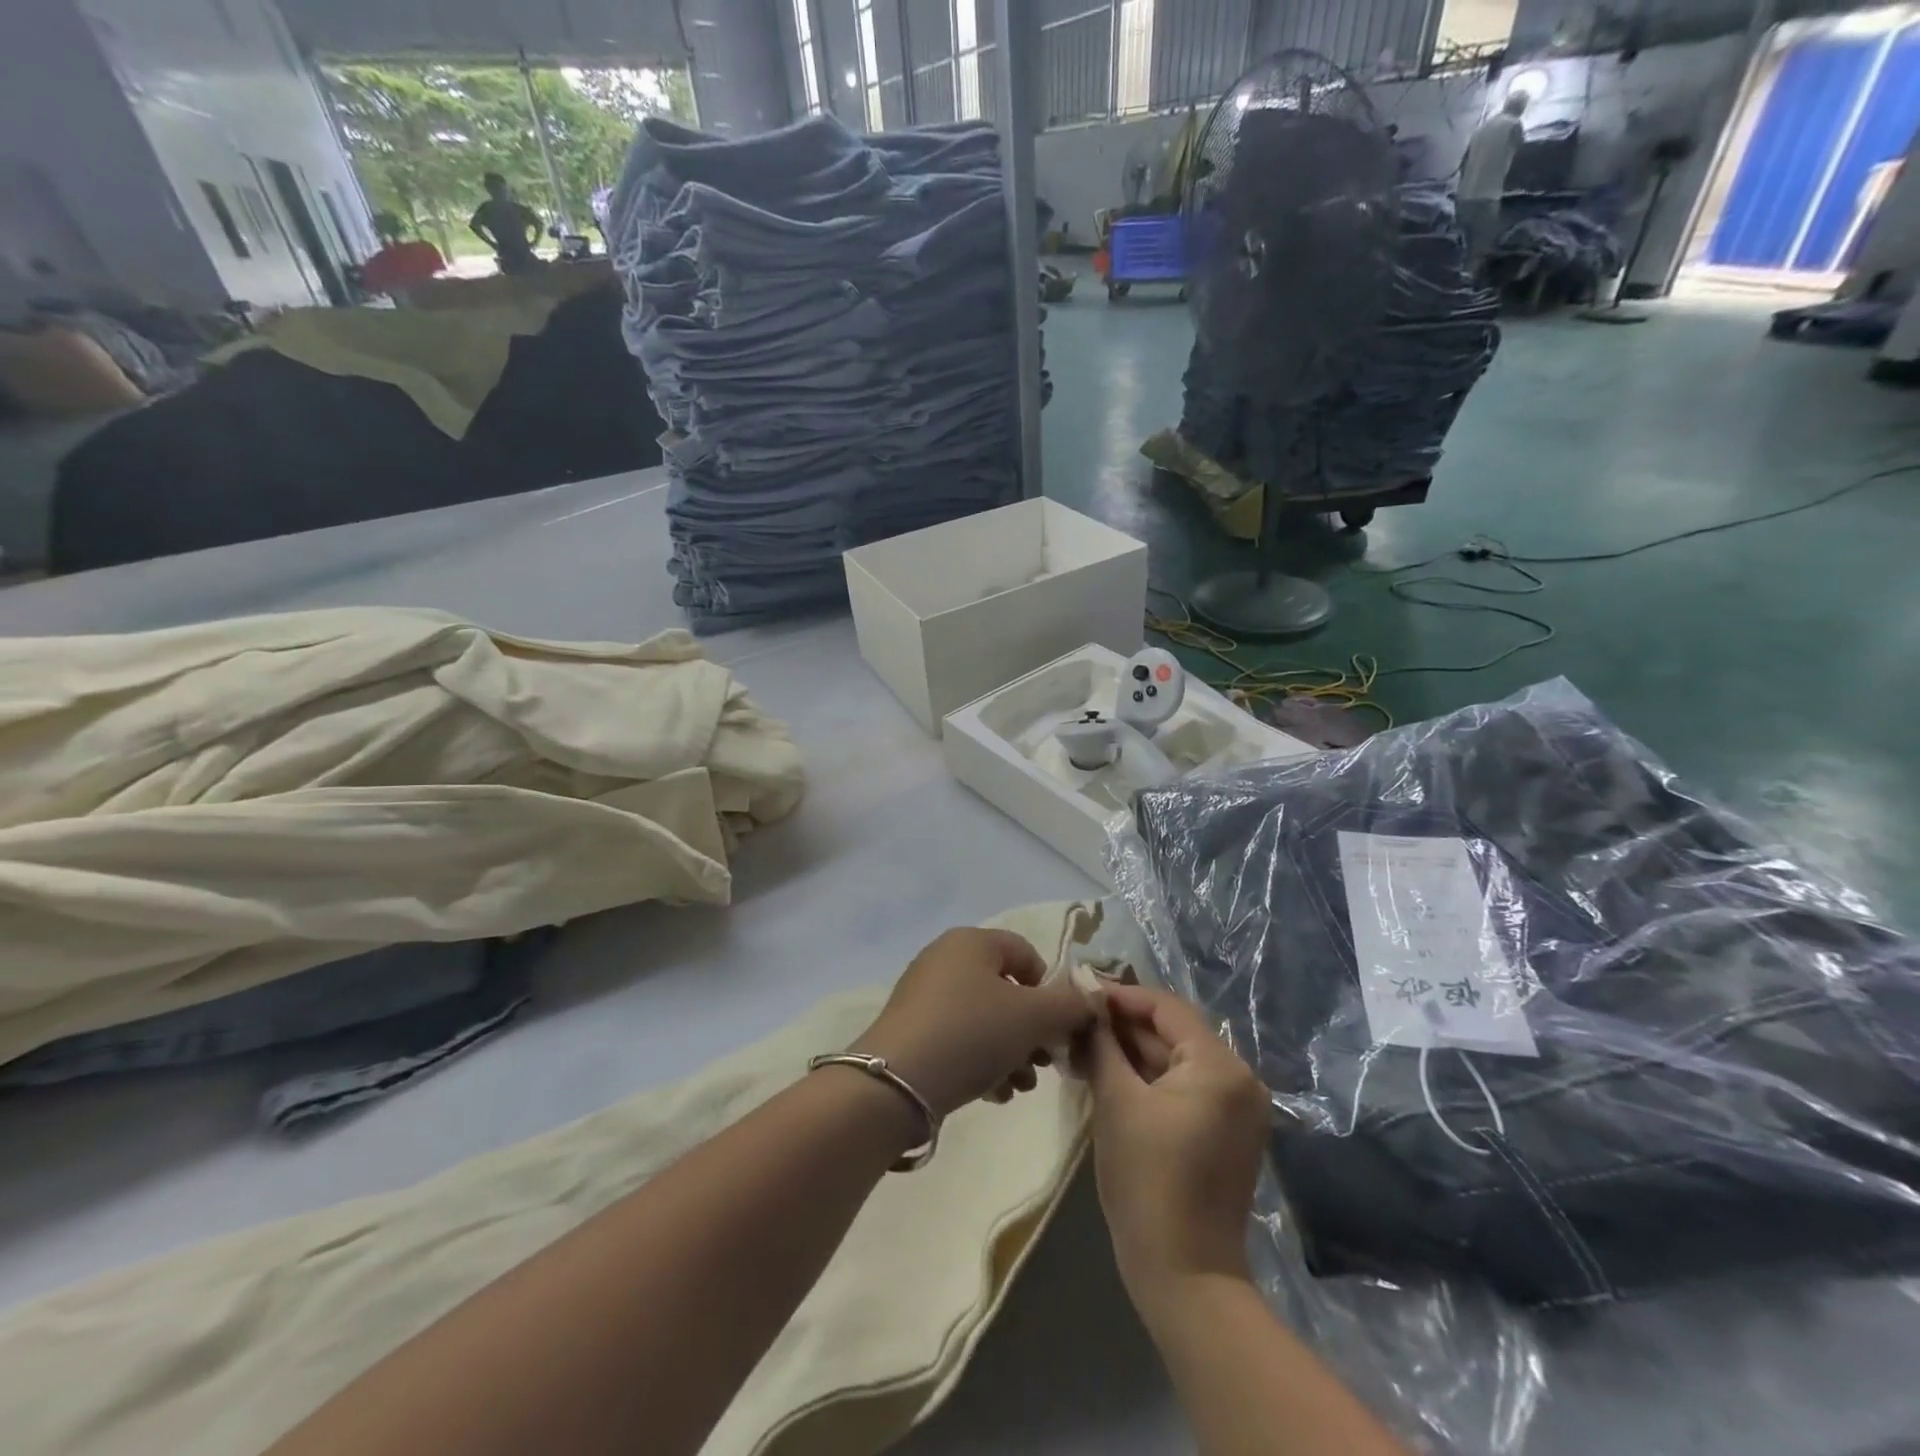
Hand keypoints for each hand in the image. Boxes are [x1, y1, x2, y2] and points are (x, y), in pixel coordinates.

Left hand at [851, 928, 1095, 1120]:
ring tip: (1019, 1086)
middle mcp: (946, 957)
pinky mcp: (912, 1028)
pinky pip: (960, 1036)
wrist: (896, 1083)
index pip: (1027, 954)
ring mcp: (925, 993)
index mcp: (973, 941)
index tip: (1057, 1028)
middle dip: (1032, 1030)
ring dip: (1011, 1051)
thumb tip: (1093, 997)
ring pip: (985, 1018)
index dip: (1050, 990)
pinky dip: (981, 1059)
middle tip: (1043, 1064)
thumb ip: (1071, 1005)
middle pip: (1006, 990)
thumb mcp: (1033, 1018)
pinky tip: (993, 1093)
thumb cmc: (972, 1034)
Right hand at [1079, 984, 1270, 1311]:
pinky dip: (1147, 1078)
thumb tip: (1086, 1000)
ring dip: (1130, 1051)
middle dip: (1121, 1025)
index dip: (1119, 996)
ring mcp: (1236, 1108)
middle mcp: (1239, 1078)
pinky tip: (1107, 1073)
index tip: (1078, 991)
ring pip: (1174, 1059)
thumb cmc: (1147, 1181)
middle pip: (1172, 1032)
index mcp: (1220, 1066)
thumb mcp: (1116, 1101)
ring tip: (1081, 1044)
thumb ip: (1101, 1042)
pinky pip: (1183, 1086)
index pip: (1165, 1007)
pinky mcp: (1225, 1131)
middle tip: (1073, 1020)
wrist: (1185, 1276)